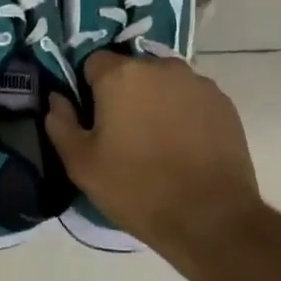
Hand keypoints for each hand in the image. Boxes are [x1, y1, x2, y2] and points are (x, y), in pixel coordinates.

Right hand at [45, 51, 263, 255]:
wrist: (210, 218)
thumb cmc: (136, 189)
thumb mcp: (81, 164)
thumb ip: (61, 123)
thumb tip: (57, 98)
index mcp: (121, 75)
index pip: (93, 62)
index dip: (89, 88)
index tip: (93, 118)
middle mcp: (160, 67)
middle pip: (132, 70)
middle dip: (124, 93)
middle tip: (124, 132)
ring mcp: (197, 82)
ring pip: (164, 82)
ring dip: (156, 100)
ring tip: (158, 141)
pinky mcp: (223, 102)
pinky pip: (191, 97)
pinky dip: (184, 112)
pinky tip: (184, 146)